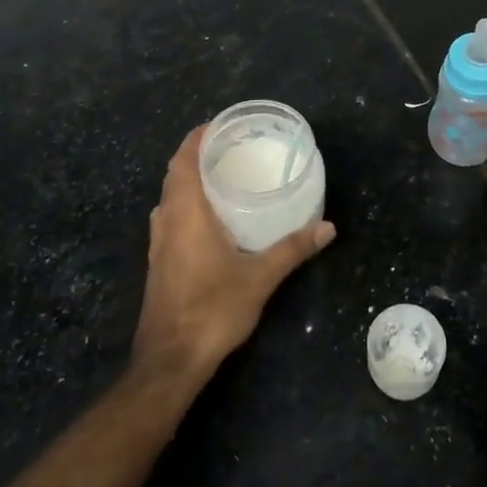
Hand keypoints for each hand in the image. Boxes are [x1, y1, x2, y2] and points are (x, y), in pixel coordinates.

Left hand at [133, 125, 335, 378]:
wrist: (170, 362)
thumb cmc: (212, 310)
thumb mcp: (260, 278)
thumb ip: (293, 249)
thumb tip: (328, 227)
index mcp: (186, 213)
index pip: (183, 161)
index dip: (196, 138)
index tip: (218, 125)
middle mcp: (166, 221)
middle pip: (174, 176)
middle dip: (195, 156)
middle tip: (228, 148)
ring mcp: (158, 244)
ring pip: (168, 198)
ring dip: (187, 182)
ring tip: (220, 177)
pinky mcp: (158, 264)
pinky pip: (169, 219)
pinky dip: (184, 205)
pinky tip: (209, 220)